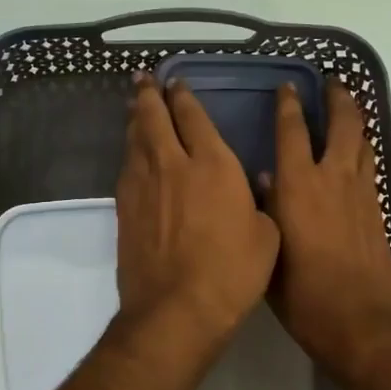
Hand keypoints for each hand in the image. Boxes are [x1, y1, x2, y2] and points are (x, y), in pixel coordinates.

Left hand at [115, 75, 279, 365]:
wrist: (176, 309)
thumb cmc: (232, 272)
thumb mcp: (266, 235)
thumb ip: (257, 204)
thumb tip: (250, 190)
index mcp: (212, 164)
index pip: (193, 117)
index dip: (184, 97)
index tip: (176, 83)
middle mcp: (172, 165)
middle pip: (155, 119)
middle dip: (149, 96)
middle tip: (144, 80)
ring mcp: (143, 186)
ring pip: (135, 140)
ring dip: (135, 119)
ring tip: (135, 107)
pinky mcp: (124, 209)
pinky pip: (126, 168)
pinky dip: (130, 153)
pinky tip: (132, 153)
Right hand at [262, 81, 390, 389]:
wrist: (361, 322)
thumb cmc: (303, 294)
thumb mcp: (270, 252)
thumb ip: (267, 211)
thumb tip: (266, 180)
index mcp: (298, 186)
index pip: (292, 132)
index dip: (289, 106)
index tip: (288, 87)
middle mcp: (332, 179)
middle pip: (342, 125)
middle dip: (338, 99)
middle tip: (332, 82)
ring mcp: (360, 194)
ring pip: (362, 143)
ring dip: (356, 121)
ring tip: (348, 107)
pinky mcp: (377, 211)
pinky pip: (369, 168)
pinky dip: (363, 152)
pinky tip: (356, 155)